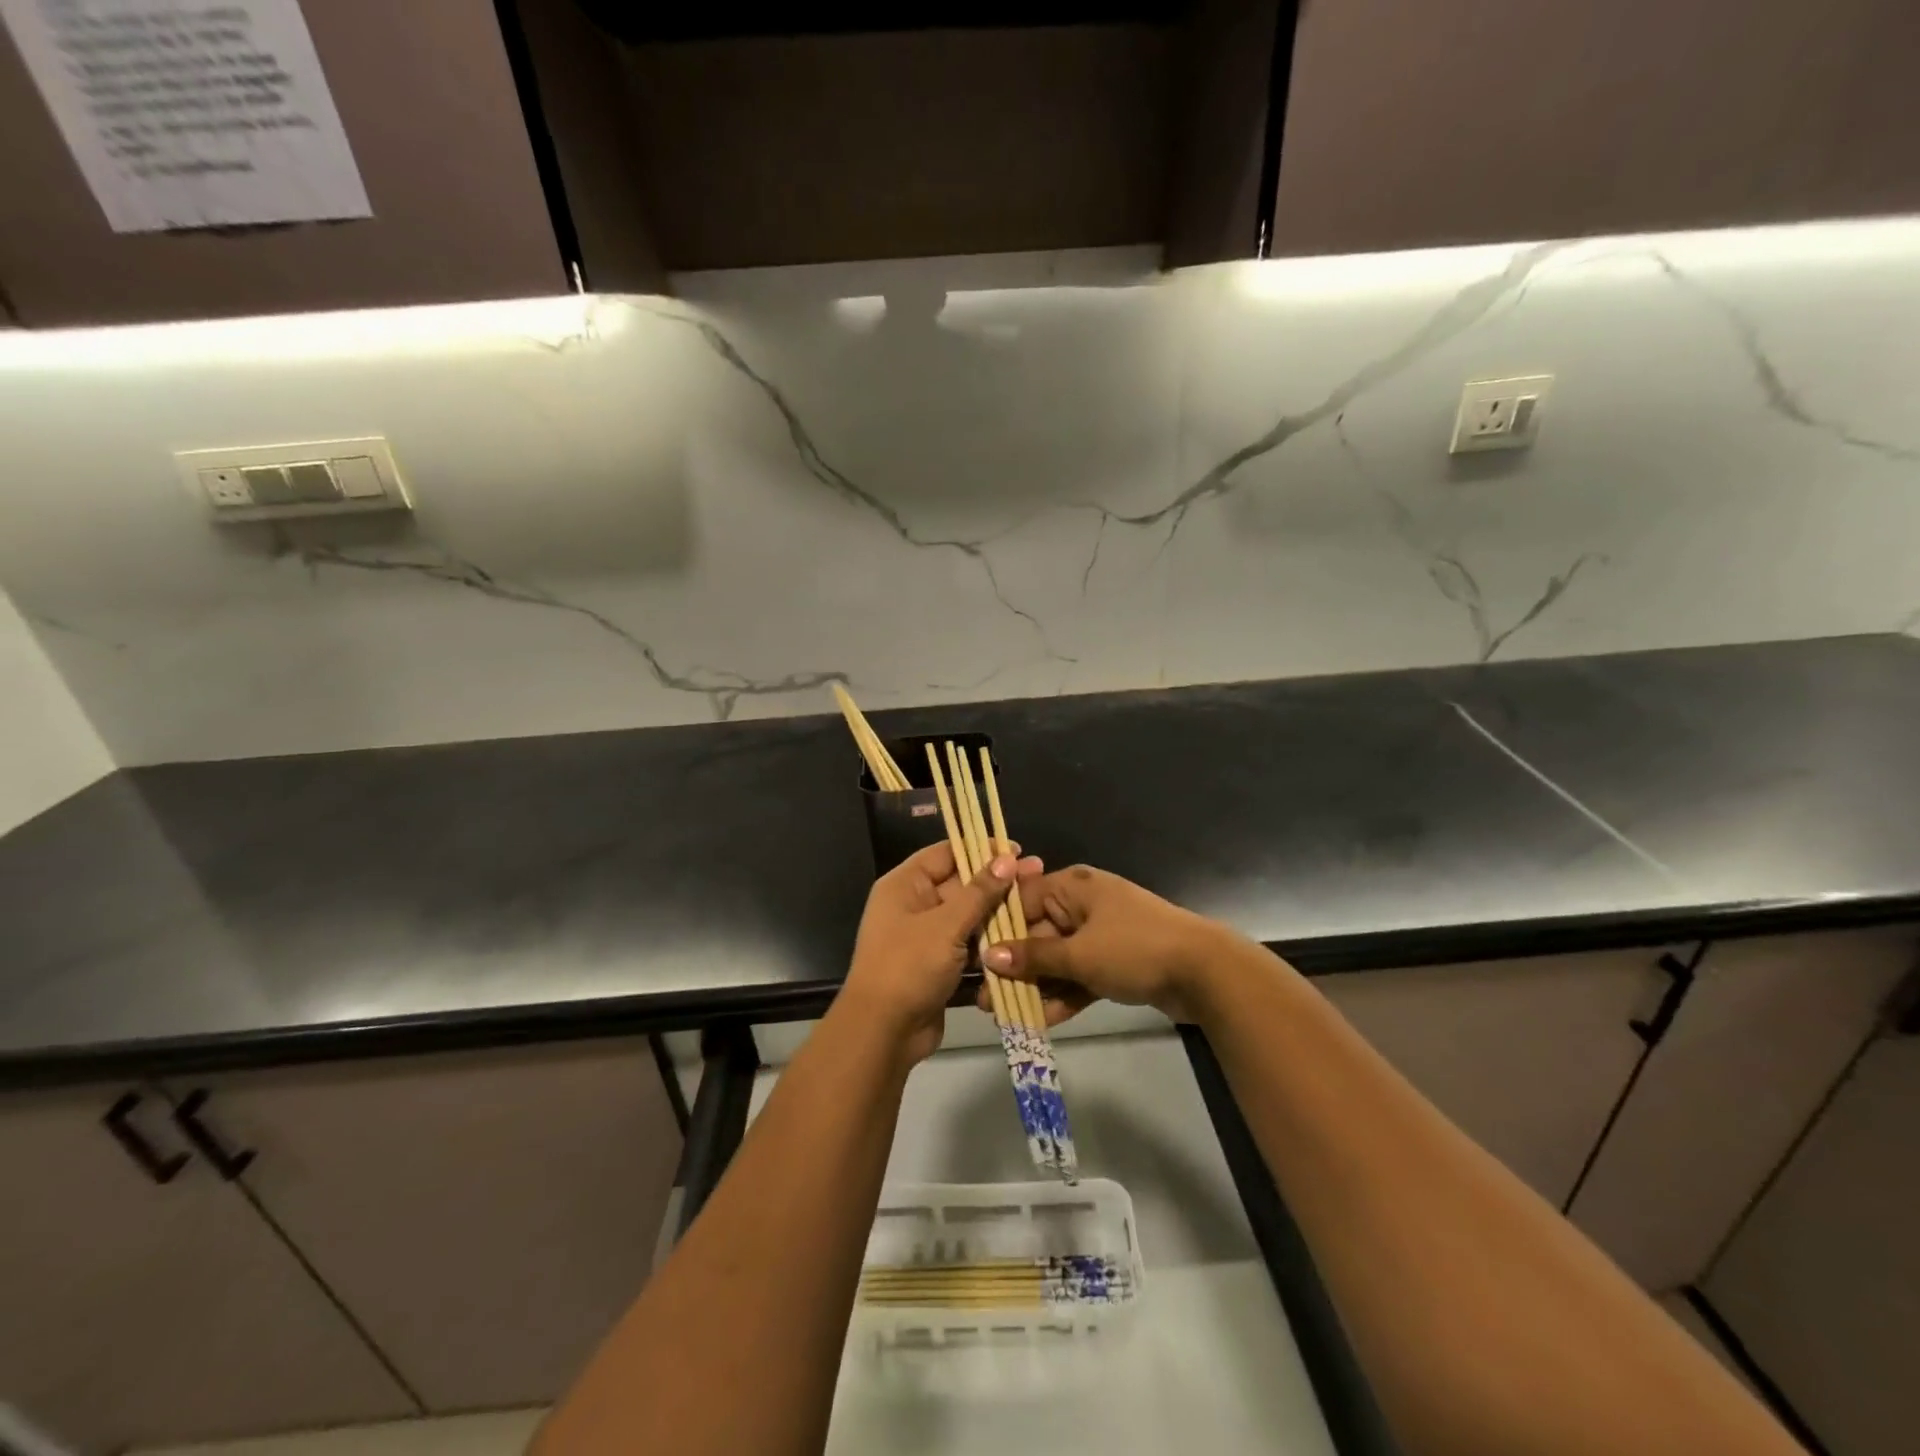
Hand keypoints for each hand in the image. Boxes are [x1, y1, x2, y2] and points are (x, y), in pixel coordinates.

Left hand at [841, 841, 1042, 1063]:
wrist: (883, 1033)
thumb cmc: (909, 966)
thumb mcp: (946, 924)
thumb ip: (979, 891)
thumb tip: (1007, 858)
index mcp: (905, 885)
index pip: (946, 853)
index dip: (981, 848)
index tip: (1017, 849)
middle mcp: (913, 904)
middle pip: (960, 883)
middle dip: (997, 881)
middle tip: (1038, 873)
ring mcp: (925, 936)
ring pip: (968, 915)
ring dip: (998, 912)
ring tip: (1037, 903)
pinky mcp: (938, 964)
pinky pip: (968, 944)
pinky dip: (990, 942)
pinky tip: (1023, 936)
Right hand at [979, 865, 1243, 1024]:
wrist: (1204, 972)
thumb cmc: (1134, 948)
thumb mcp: (1079, 953)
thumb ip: (1034, 957)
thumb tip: (989, 956)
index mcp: (1072, 887)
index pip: (1021, 901)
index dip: (996, 930)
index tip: (972, 958)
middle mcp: (1083, 906)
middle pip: (1038, 934)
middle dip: (1013, 968)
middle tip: (986, 999)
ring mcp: (1100, 935)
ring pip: (1058, 960)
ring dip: (1035, 987)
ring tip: (1004, 1017)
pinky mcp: (1115, 963)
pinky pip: (1079, 976)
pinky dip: (1063, 995)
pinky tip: (1039, 1022)